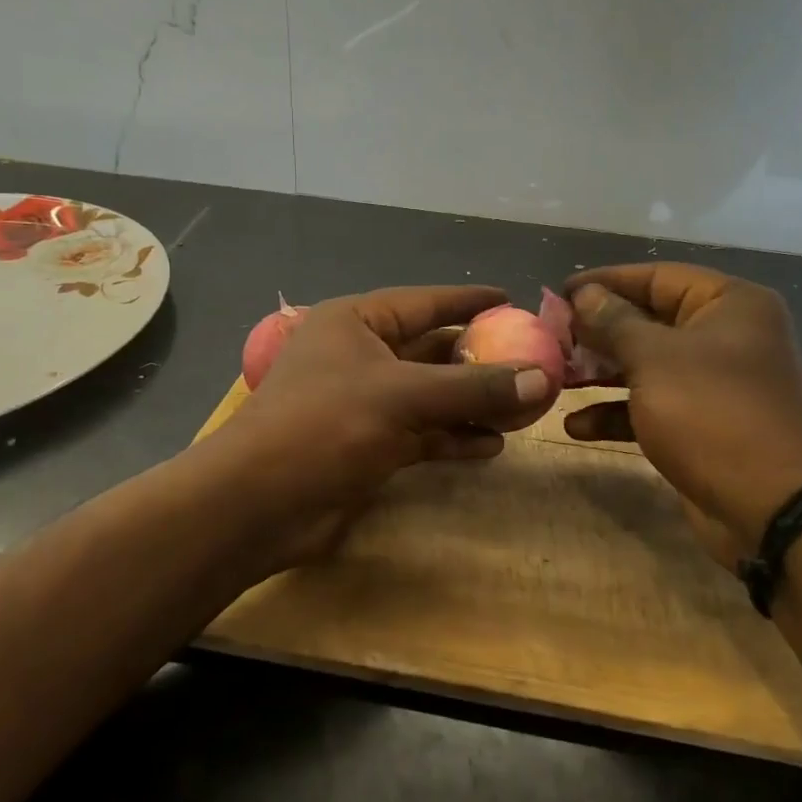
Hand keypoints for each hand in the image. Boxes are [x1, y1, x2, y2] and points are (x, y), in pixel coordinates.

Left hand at [200, 285, 549, 579]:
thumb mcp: (404, 397)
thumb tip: (542, 379)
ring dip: (472, 403)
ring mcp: (363, 403)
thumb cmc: (326, 425)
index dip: (468, 300)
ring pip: (430, 396)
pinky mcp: (368, 445)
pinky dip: (453, 437)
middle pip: (431, 350)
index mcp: (356, 322)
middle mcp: (360, 356)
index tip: (511, 298)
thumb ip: (473, 387)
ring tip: (522, 407)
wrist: (260, 503)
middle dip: (479, 359)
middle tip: (530, 360)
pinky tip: (491, 446)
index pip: (424, 302)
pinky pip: (422, 433)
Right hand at [563, 264, 801, 568]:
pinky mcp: (705, 423)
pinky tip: (577, 426)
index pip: (658, 277)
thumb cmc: (712, 414)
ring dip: (602, 374)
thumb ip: (614, 322)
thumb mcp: (654, 360)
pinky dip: (619, 412)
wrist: (772, 508)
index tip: (560, 293)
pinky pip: (655, 404)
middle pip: (650, 321)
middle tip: (552, 338)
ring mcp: (717, 382)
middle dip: (599, 332)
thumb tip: (584, 294)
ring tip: (558, 378)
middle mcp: (727, 336)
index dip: (605, 282)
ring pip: (648, 365)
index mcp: (730, 304)